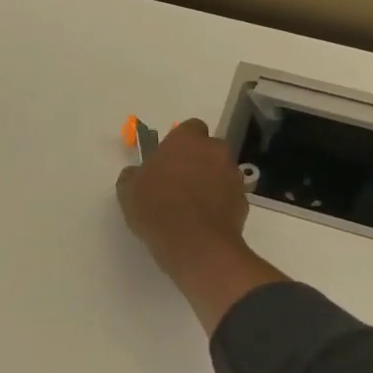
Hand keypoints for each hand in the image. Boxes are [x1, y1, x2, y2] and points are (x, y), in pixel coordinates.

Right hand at [116, 119, 249, 272]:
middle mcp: (215, 151)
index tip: (168, 161)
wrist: (195, 244)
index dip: (180, 144)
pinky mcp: (244, 202)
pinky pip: (229, 197)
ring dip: (211, 182)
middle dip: (198, 161)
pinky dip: (220, 205)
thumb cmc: (157, 208)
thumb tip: (136, 173)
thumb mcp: (128, 191)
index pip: (190, 128)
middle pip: (209, 149)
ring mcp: (233, 176)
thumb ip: (133, 175)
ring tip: (191, 207)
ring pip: (222, 172)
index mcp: (187, 140)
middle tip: (179, 182)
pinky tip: (204, 222)